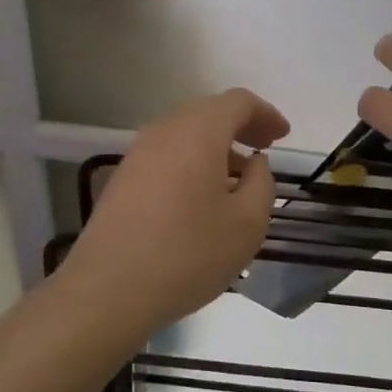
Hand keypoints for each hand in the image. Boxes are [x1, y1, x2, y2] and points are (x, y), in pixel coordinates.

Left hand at [66, 88, 290, 329]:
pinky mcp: (122, 178)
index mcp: (198, 132)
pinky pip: (166, 155)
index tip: (283, 136)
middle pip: (208, 112)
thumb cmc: (188, 253)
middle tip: (264, 150)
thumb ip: (262, 183)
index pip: (237, 102)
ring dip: (215, 146)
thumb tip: (254, 162)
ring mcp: (137, 153)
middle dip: (240, 126)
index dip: (265, 113)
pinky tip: (201, 197)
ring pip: (185, 133)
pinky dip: (191, 162)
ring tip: (237, 178)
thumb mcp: (247, 223)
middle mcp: (165, 131)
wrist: (108, 290)